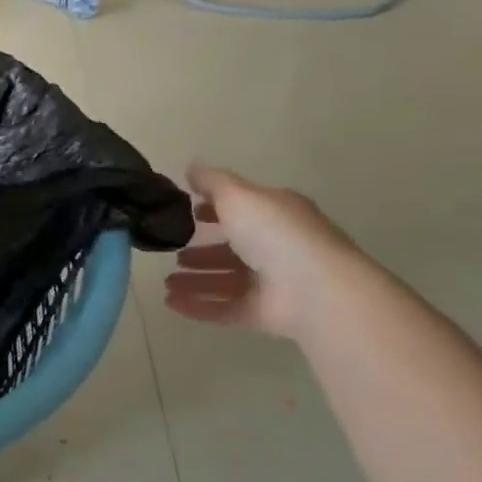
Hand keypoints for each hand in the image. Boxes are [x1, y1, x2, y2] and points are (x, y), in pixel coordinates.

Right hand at [163, 165, 365, 338]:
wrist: (315, 290)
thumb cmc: (275, 233)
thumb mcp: (238, 195)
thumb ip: (212, 182)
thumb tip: (191, 167)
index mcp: (276, 215)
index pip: (244, 210)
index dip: (216, 210)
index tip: (190, 212)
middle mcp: (276, 248)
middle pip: (233, 249)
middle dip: (202, 251)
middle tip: (174, 254)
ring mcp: (271, 283)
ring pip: (225, 281)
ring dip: (196, 281)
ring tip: (166, 283)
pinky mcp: (262, 314)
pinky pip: (223, 309)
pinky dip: (197, 306)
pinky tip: (171, 304)